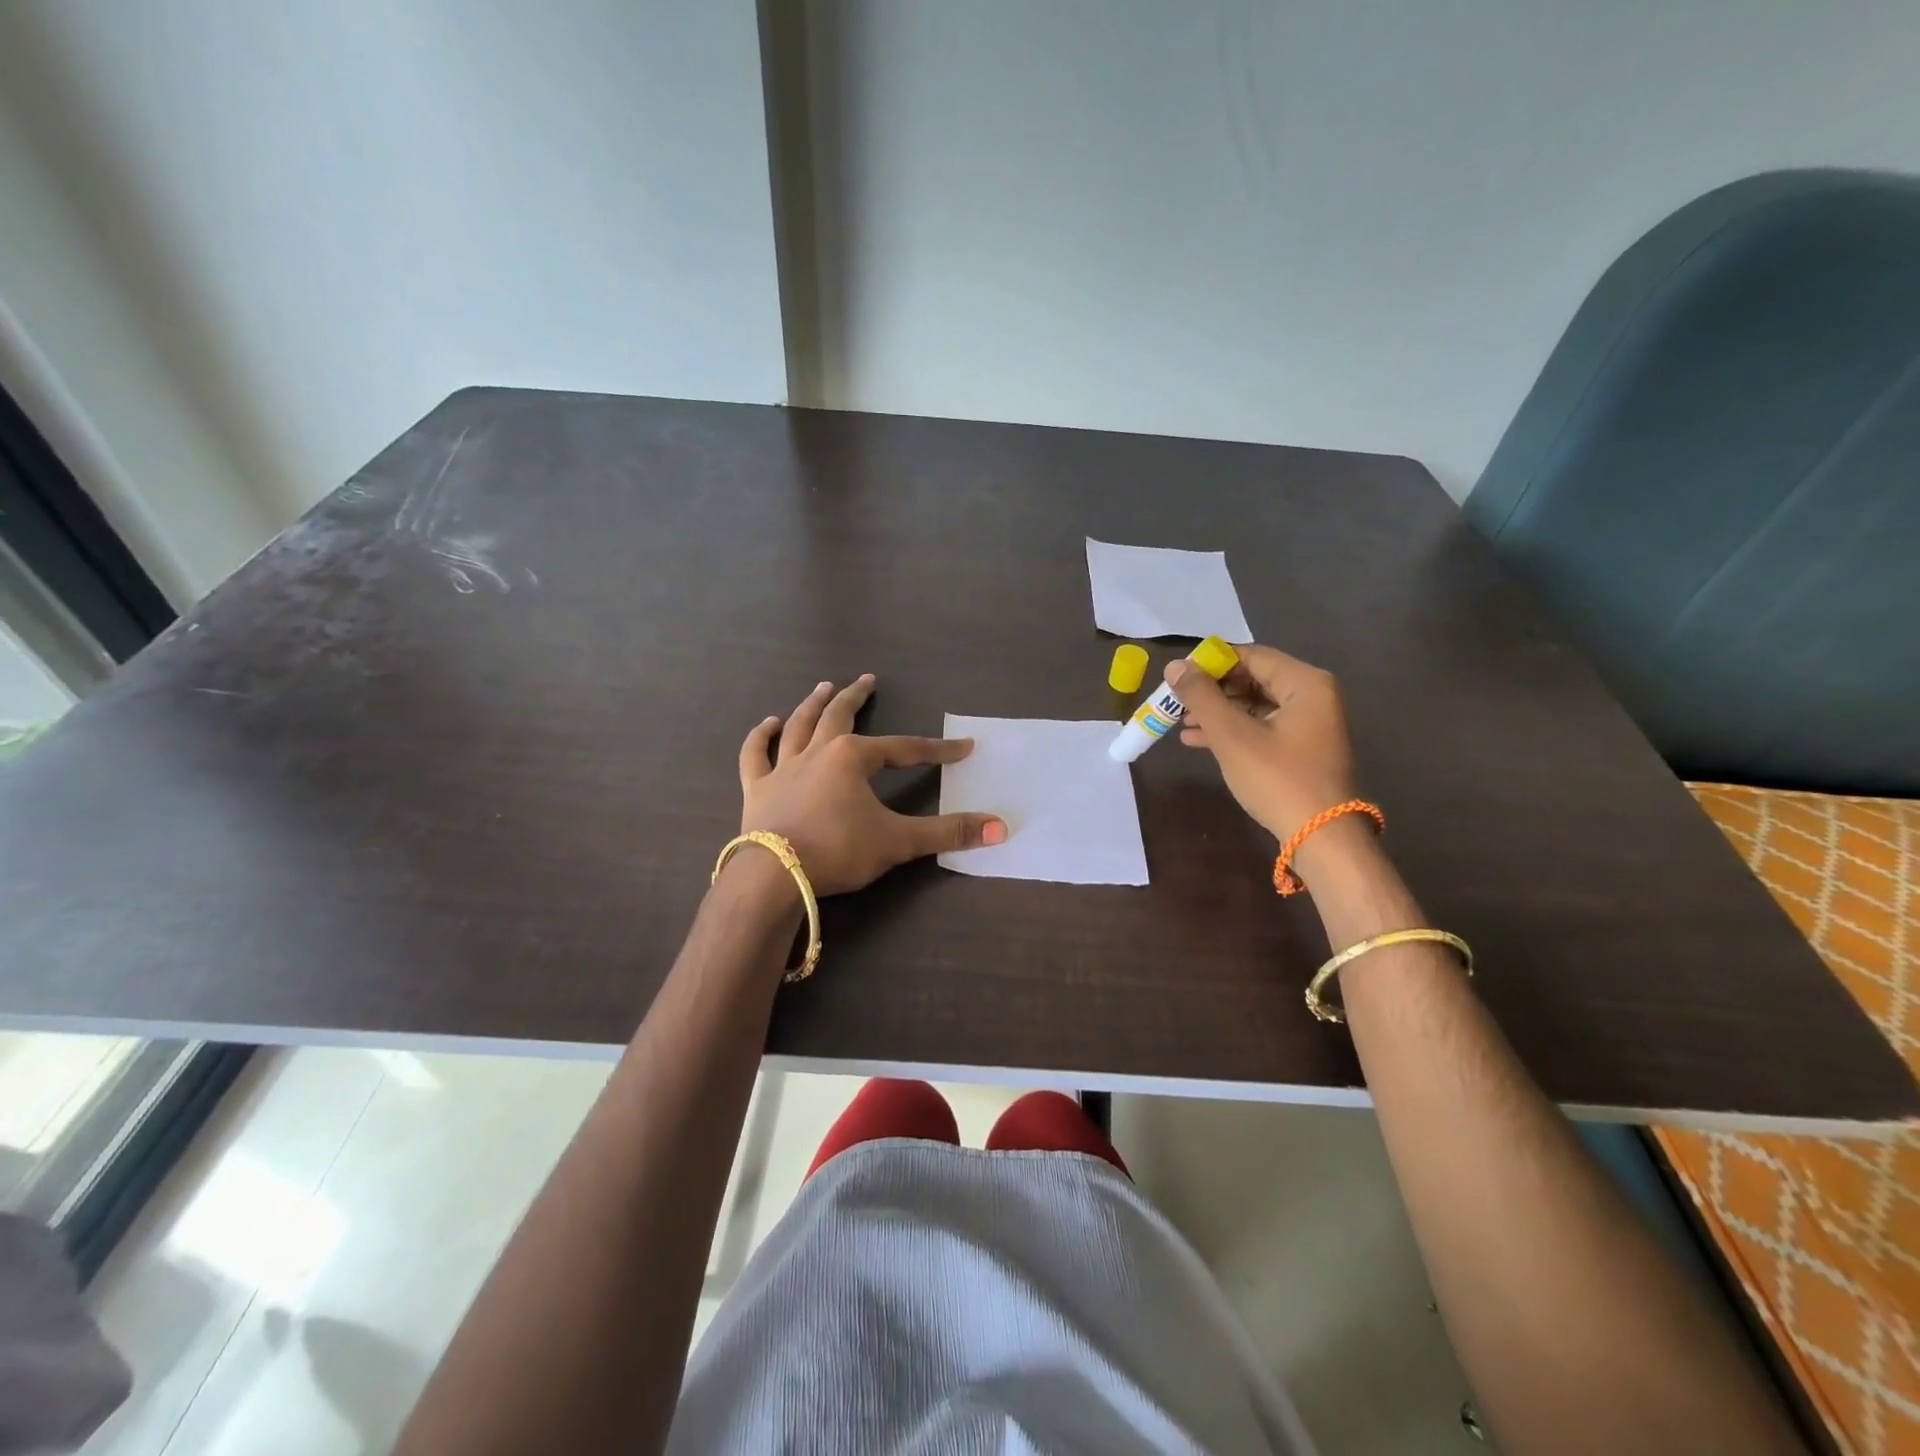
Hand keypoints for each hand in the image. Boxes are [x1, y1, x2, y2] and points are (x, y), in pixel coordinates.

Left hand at [737, 675, 1006, 895]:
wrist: (774, 876)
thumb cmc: (839, 851)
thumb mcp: (899, 841)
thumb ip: (949, 833)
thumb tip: (1000, 828)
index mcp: (852, 758)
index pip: (904, 749)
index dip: (936, 749)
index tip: (962, 748)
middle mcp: (817, 752)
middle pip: (840, 716)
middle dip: (857, 697)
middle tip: (868, 680)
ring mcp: (783, 768)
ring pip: (799, 725)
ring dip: (812, 704)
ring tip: (823, 687)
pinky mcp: (757, 788)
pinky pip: (756, 755)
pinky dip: (761, 737)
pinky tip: (768, 724)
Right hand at [1167, 645, 1359, 848]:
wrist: (1320, 836)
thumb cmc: (1277, 778)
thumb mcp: (1232, 735)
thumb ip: (1201, 696)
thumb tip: (1175, 666)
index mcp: (1304, 683)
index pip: (1250, 656)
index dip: (1211, 662)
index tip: (1177, 676)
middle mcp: (1312, 695)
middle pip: (1252, 679)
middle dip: (1211, 690)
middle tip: (1176, 701)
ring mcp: (1309, 723)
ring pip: (1254, 705)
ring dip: (1217, 712)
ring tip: (1180, 723)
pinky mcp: (1301, 748)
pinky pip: (1261, 726)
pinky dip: (1232, 730)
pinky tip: (1198, 741)